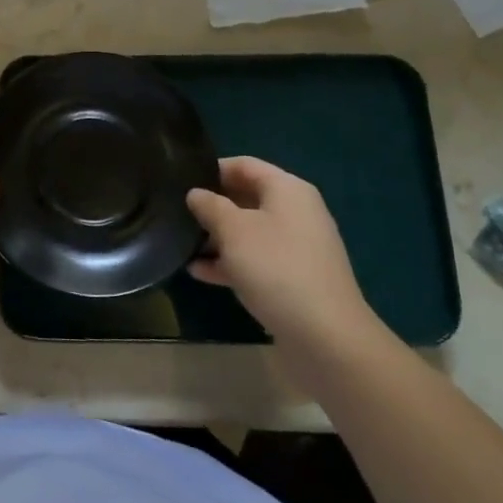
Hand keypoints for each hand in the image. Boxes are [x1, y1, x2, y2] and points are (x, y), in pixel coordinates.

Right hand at [186, 157, 382, 369]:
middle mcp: (296, 212)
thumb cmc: (276, 268)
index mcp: (287, 190)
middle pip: (246, 197)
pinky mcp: (293, 278)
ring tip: (181, 243)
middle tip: (176, 213)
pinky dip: (230, 262)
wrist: (326, 336)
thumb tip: (196, 193)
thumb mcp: (234, 230)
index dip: (212, 169)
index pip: (244, 165)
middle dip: (212, 205)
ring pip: (249, 231)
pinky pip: (256, 260)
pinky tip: (198, 272)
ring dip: (217, 237)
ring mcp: (296, 247)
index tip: (180, 181)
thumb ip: (210, 206)